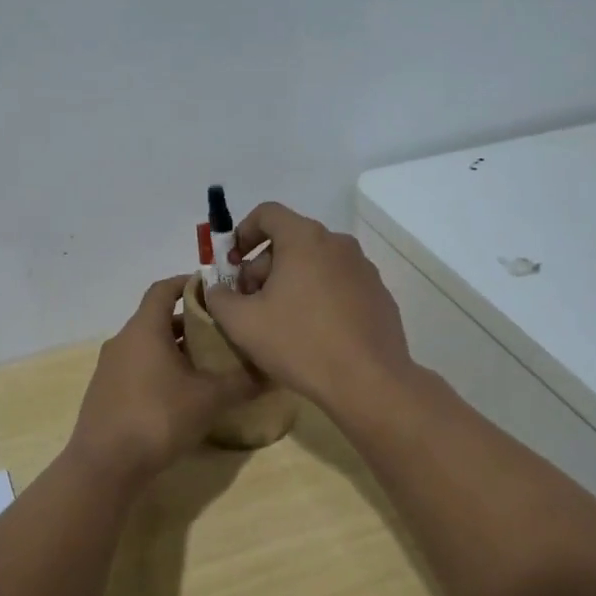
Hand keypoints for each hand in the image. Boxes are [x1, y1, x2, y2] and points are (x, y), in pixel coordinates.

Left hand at [65, 276, 259, 482]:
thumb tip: (272, 372)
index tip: (215, 288)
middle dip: (190, 322)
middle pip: (158, 318)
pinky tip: (182, 393)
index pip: (164, 288)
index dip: (188, 283)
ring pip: (148, 345)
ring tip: (208, 363)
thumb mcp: (208, 399)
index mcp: (144, 329)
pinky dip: (160, 369)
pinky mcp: (106, 392)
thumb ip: (241, 382)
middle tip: (222, 332)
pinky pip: (137, 368)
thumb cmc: (158, 417)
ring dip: (175, 348)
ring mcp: (110, 367)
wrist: (105, 465)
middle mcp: (124, 340)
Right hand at [202, 203, 415, 415]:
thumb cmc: (300, 343)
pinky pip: (338, 283)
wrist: (369, 382)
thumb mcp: (242, 323)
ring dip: (291, 281)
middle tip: (249, 301)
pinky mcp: (378, 294)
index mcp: (304, 239)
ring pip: (315, 262)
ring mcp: (363, 268)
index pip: (267, 213)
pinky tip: (312, 331)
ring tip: (279, 319)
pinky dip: (319, 295)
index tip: (231, 264)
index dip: (242, 232)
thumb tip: (218, 290)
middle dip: (263, 265)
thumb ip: (219, 298)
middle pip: (291, 240)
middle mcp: (338, 243)